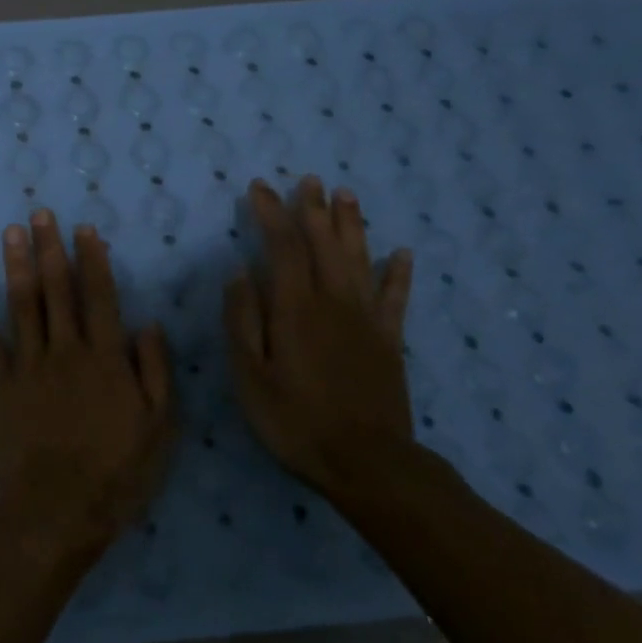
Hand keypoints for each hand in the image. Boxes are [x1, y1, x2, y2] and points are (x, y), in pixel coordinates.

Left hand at [0, 209, 177, 559]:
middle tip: (40, 214)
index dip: (92, 260)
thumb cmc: (117, 475)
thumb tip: (149, 324)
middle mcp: (64, 350)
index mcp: (106, 358)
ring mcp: (26, 366)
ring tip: (12, 232)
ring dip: (16, 265)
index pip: (99, 296)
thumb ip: (156, 372)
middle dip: (49, 248)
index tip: (84, 229)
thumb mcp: (160, 429)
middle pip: (56, 289)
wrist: (57, 513)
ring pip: (21, 304)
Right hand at [224, 177, 415, 494]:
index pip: (282, 247)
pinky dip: (398, 273)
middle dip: (314, 209)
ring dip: (352, 226)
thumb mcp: (250, 376)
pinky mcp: (389, 342)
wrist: (365, 462)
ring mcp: (366, 320)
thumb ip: (243, 321)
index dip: (271, 214)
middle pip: (324, 244)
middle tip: (310, 180)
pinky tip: (402, 253)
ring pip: (359, 260)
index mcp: (295, 309)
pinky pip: (395, 298)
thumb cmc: (294, 421)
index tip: (260, 188)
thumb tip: (239, 273)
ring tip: (347, 195)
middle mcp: (333, 303)